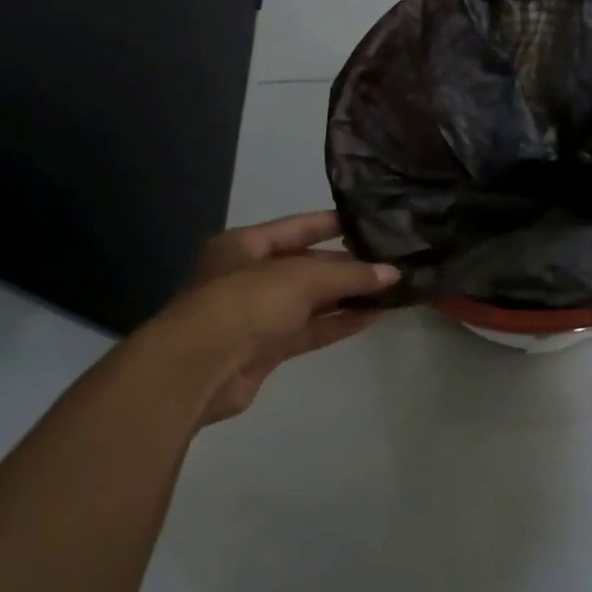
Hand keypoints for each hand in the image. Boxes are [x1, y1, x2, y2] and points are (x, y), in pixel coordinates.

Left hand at [159, 211, 398, 424]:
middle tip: (390, 262)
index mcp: (244, 245)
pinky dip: (339, 323)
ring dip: (347, 296)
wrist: (199, 369)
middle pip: (306, 265)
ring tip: (391, 290)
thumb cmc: (244, 304)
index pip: (296, 227)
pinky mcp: (267, 348)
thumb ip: (348, 274)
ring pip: (311, 300)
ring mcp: (258, 314)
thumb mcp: (300, 278)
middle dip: (346, 265)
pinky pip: (310, 330)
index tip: (369, 222)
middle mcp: (249, 276)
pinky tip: (373, 316)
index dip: (331, 223)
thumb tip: (392, 274)